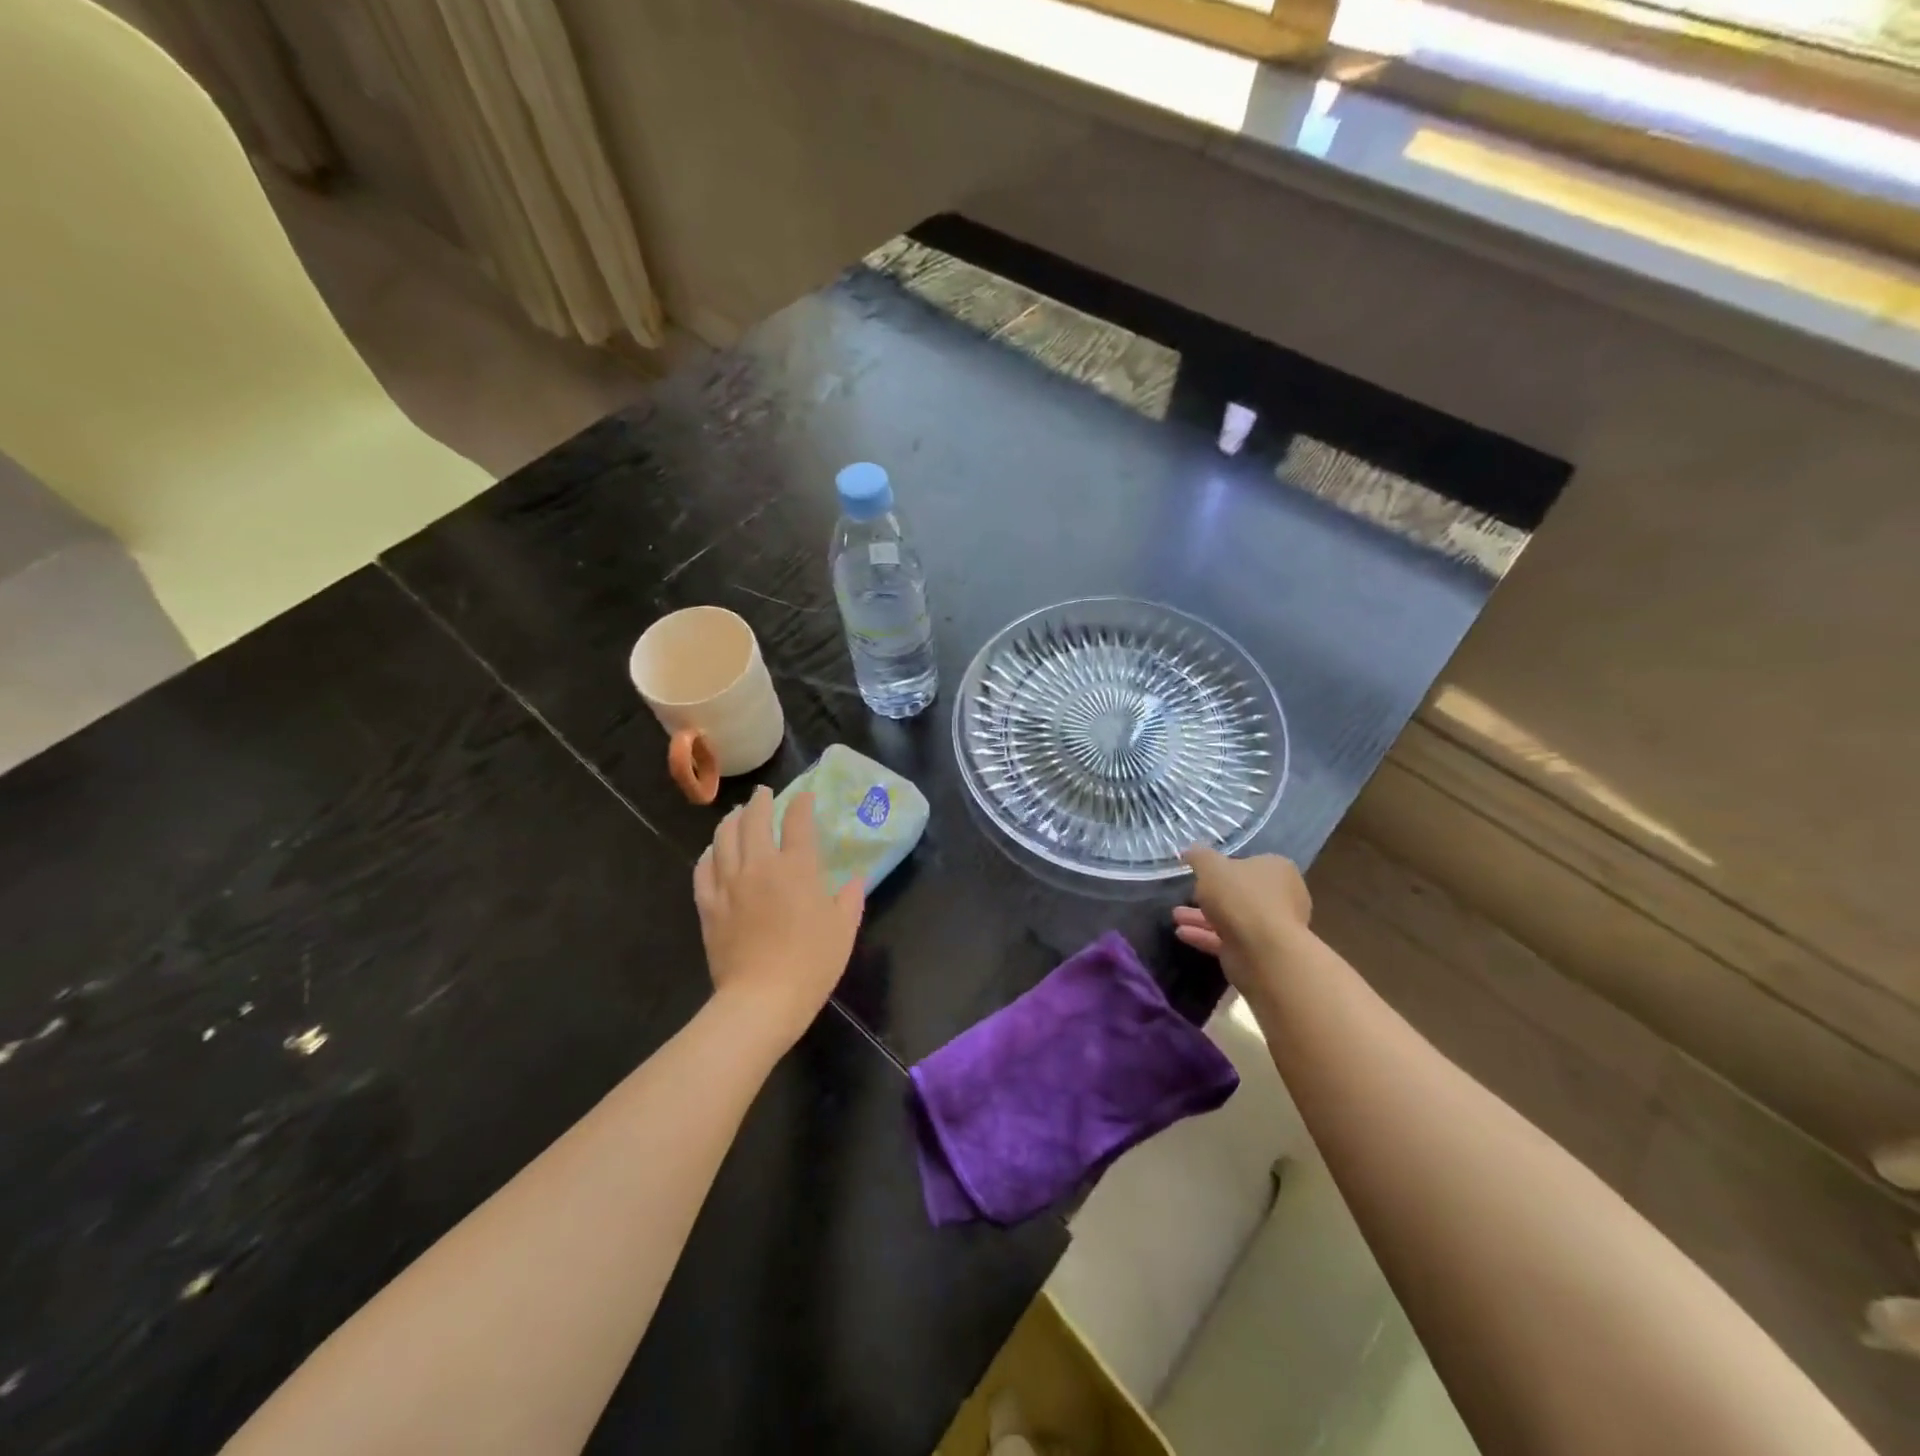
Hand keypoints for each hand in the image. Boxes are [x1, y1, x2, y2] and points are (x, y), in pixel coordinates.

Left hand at [693, 786, 864, 1046]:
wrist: (762, 999)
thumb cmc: (811, 963)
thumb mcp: (843, 930)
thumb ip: (850, 899)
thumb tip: (854, 880)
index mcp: (797, 868)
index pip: (798, 822)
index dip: (802, 804)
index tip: (804, 796)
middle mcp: (760, 866)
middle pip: (754, 820)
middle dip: (761, 802)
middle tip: (764, 794)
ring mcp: (729, 884)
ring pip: (724, 838)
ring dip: (732, 820)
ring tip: (737, 813)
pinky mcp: (709, 905)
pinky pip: (703, 869)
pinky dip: (708, 853)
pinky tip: (712, 851)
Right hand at [1173, 847, 1311, 992]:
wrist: (1263, 951)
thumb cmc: (1241, 897)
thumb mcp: (1211, 867)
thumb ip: (1199, 857)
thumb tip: (1190, 850)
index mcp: (1277, 870)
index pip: (1250, 864)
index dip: (1225, 867)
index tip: (1202, 873)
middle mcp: (1280, 897)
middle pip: (1239, 893)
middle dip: (1209, 896)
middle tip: (1186, 895)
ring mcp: (1271, 927)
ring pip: (1231, 918)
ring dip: (1202, 917)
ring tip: (1175, 916)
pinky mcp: (1259, 952)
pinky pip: (1228, 939)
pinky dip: (1205, 936)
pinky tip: (1182, 934)